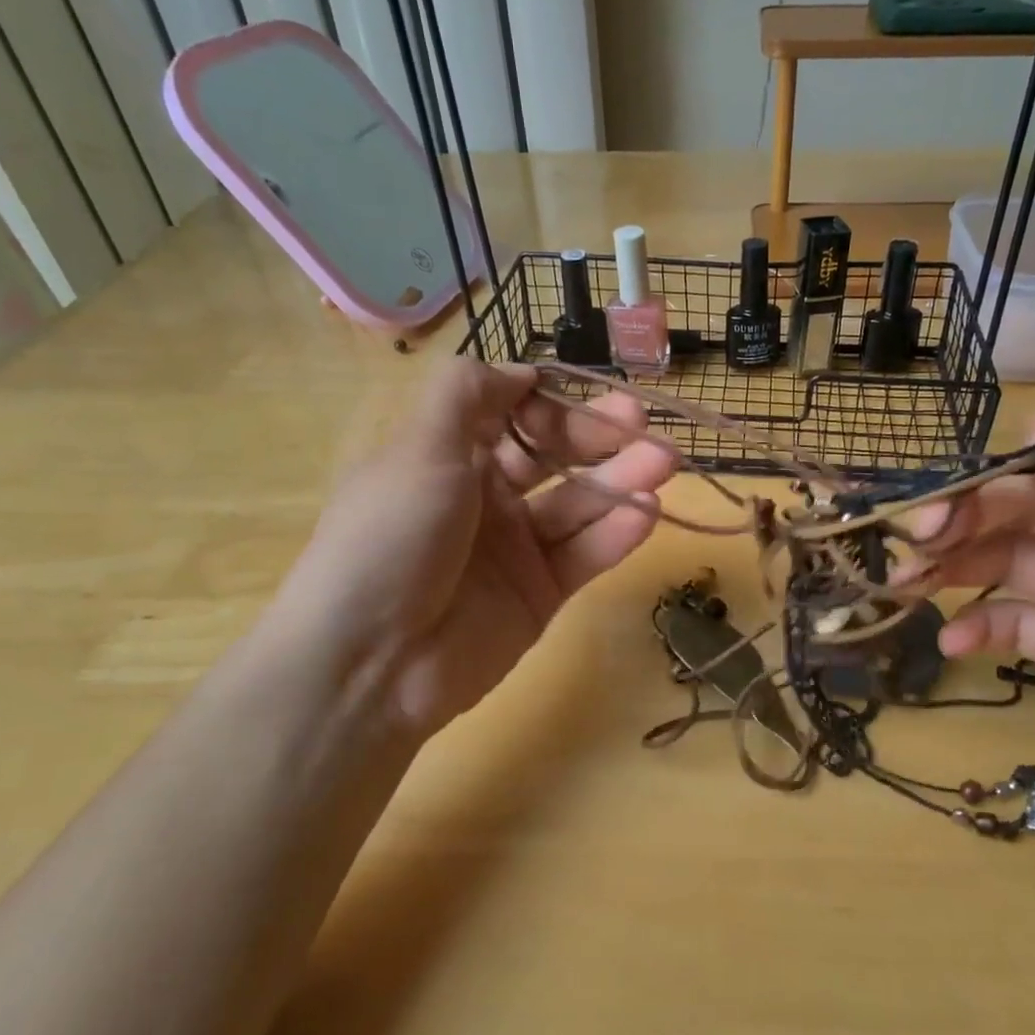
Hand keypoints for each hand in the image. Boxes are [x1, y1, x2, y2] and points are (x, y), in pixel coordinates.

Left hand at [264, 359, 675, 739]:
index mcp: (449, 456)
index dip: (552, 403)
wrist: (370, 663)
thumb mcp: (418, 447)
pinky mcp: (541, 593)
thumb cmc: (390, 537)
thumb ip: (469, 393)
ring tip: (664, 463)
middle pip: (555, 456)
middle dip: (599, 436)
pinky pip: (585, 554)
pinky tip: (647, 512)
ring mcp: (517, 548)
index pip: (513, 415)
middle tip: (644, 426)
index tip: (588, 393)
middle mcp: (485, 497)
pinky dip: (617, 533)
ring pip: (579, 504)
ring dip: (622, 481)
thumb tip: (522, 371)